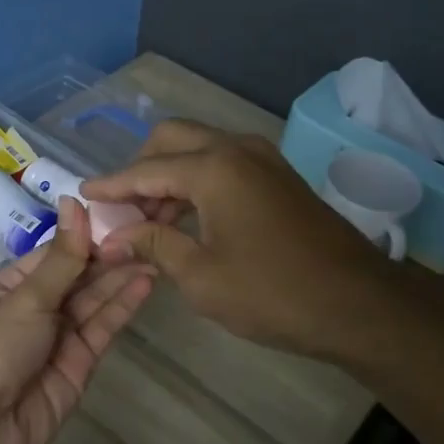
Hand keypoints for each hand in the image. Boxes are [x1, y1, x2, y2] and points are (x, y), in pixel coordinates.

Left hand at [0, 197, 155, 443]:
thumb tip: (74, 201)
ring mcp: (58, 337)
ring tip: (156, 252)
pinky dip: (122, 307)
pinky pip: (102, 329)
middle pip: (78, 276)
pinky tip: (145, 283)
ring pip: (94, 301)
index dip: (87, 235)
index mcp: (10, 285)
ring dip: (122, 278)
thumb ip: (62, 258)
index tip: (122, 213)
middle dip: (110, 257)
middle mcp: (35, 307)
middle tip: (149, 232)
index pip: (55, 253)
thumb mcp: (25, 298)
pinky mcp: (79, 364)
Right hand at [83, 120, 398, 359]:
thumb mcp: (201, 276)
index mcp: (214, 168)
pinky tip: (186, 218)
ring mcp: (263, 159)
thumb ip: (154, 245)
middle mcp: (236, 149)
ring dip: (169, 176)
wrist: (360, 304)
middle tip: (122, 208)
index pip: (145, 170)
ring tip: (148, 221)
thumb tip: (116, 237)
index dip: (111, 185)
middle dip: (139, 168)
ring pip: (199, 149)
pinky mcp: (278, 176)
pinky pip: (223, 163)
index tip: (83, 194)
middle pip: (171, 139)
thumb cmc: (274, 293)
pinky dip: (197, 181)